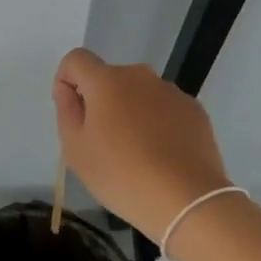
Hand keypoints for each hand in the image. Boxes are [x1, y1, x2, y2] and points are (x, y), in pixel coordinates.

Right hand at [52, 48, 231, 240]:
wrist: (187, 201)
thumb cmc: (122, 175)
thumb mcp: (76, 150)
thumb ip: (66, 110)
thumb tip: (69, 89)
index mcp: (107, 81)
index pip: (77, 59)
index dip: (67, 79)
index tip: (72, 111)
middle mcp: (140, 76)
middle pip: (110, 79)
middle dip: (102, 102)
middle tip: (104, 143)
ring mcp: (171, 91)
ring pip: (139, 94)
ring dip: (132, 112)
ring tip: (138, 154)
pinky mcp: (194, 110)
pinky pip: (165, 109)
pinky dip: (159, 124)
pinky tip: (163, 156)